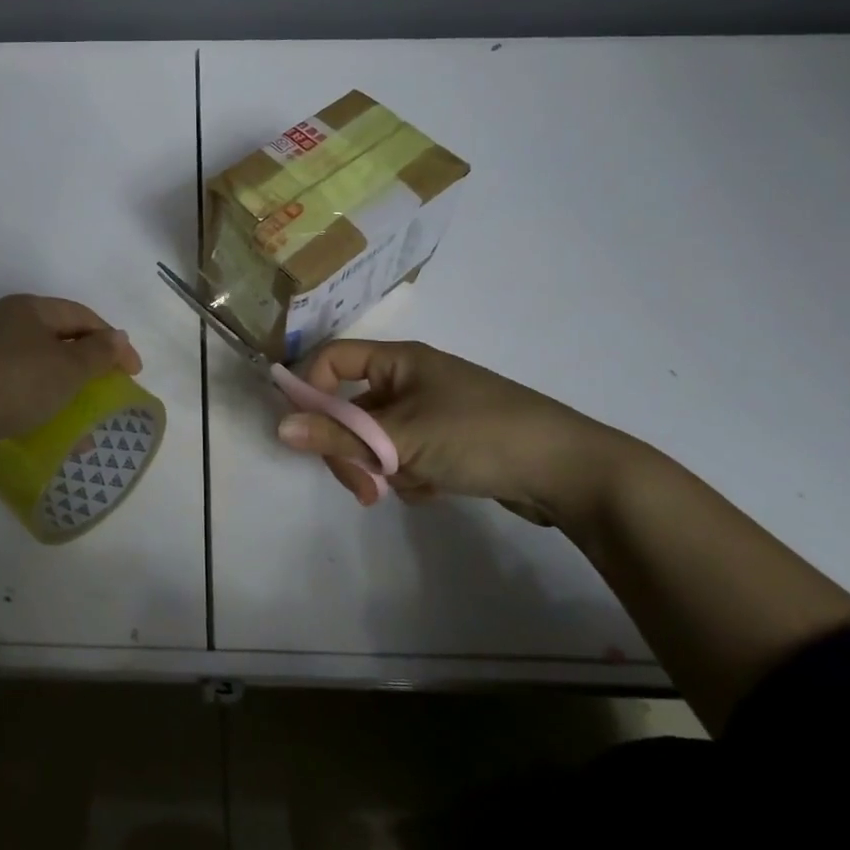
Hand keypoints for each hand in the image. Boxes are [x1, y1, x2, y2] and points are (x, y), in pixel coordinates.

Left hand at [0, 295, 142, 479]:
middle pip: (60, 339)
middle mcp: (5, 324)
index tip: (134, 373)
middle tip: (110, 390)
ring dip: (67, 390)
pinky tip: (55, 430)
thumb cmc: (15, 384)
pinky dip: (43, 404)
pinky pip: (21, 389)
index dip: (113, 341)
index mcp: (27, 309)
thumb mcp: (67, 368)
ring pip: (41, 367)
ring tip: (86, 418)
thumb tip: (118, 337)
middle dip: (89, 366)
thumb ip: (98, 352)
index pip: (82, 316)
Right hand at [275, 339, 647, 531]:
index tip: (306, 432)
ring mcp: (431, 412)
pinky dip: (410, 476)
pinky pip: (405, 457)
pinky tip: (435, 489)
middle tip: (362, 486)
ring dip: (382, 468)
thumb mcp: (401, 438)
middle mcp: (411, 379)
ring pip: (377, 440)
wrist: (570, 472)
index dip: (311, 390)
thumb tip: (279, 426)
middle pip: (351, 408)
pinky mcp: (449, 443)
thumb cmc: (479, 435)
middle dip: (351, 448)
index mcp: (399, 361)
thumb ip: (338, 434)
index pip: (332, 361)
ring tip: (409, 487)